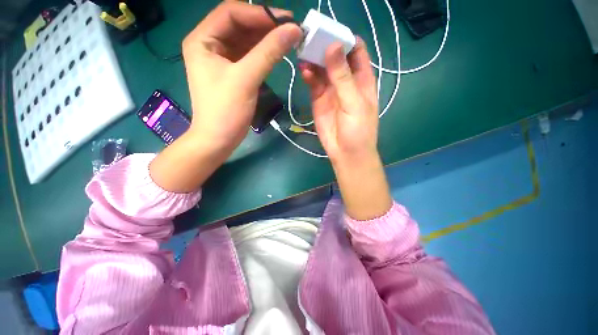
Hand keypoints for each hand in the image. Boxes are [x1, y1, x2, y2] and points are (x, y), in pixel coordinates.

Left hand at [183, 1, 302, 152]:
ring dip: (266, 39)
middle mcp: (210, 44)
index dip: (259, 13)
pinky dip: (263, 54)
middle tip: (291, 30)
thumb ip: (269, 52)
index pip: (232, 12)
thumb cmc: (226, 111)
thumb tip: (293, 30)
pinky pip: (249, 56)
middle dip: (265, 26)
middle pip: (240, 25)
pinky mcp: (232, 73)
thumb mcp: (246, 79)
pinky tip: (277, 53)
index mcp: (203, 39)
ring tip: (288, 40)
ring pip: (246, 40)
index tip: (286, 20)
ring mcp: (221, 59)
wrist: (219, 139)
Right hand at [300, 39, 392, 219]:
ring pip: (322, 68)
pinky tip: (304, 71)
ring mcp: (331, 90)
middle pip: (335, 56)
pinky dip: (308, 75)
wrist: (346, 153)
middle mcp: (346, 81)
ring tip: (304, 52)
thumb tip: (333, 47)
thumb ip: (343, 77)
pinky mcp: (319, 99)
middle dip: (325, 46)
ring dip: (314, 59)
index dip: (345, 38)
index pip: (356, 50)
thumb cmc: (358, 130)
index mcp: (362, 79)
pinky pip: (313, 82)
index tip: (330, 31)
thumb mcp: (354, 103)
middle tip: (311, 37)